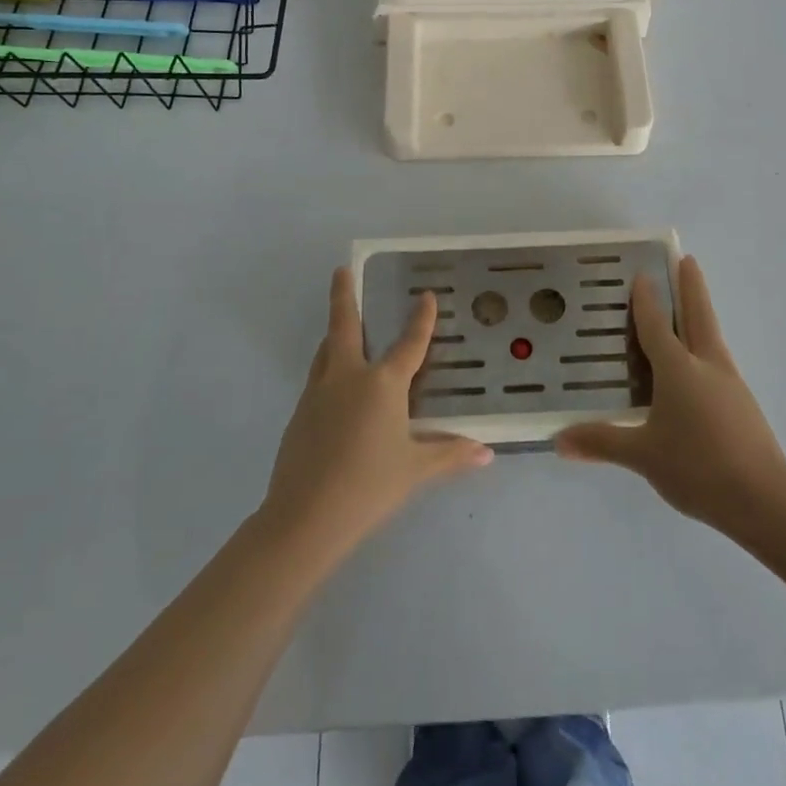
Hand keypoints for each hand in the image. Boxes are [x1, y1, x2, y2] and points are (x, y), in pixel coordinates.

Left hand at [259, 268, 492, 561]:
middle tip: (341, 270)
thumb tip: (486, 453)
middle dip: (343, 295)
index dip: (421, 319)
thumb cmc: (369, 485)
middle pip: (344, 326)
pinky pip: (318, 379)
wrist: (305, 515)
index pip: (409, 343)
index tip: (426, 295)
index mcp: (382, 384)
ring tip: (341, 327)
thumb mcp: (415, 469)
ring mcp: (318, 393)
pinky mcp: (299, 414)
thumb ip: (450, 454)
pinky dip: (328, 369)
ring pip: (326, 351)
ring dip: (334, 333)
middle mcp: (348, 377)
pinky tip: (336, 389)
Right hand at [556, 256, 785, 532]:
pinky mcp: (743, 405)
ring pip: (712, 338)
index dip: (647, 300)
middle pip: (699, 316)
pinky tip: (698, 368)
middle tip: (687, 260)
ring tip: (690, 308)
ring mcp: (730, 384)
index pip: (657, 326)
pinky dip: (706, 349)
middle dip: (691, 287)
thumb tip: (558, 440)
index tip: (642, 274)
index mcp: (678, 369)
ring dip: (701, 315)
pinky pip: (718, 363)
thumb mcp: (643, 455)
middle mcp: (706, 366)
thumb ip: (601, 443)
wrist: (763, 500)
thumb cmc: (696, 467)